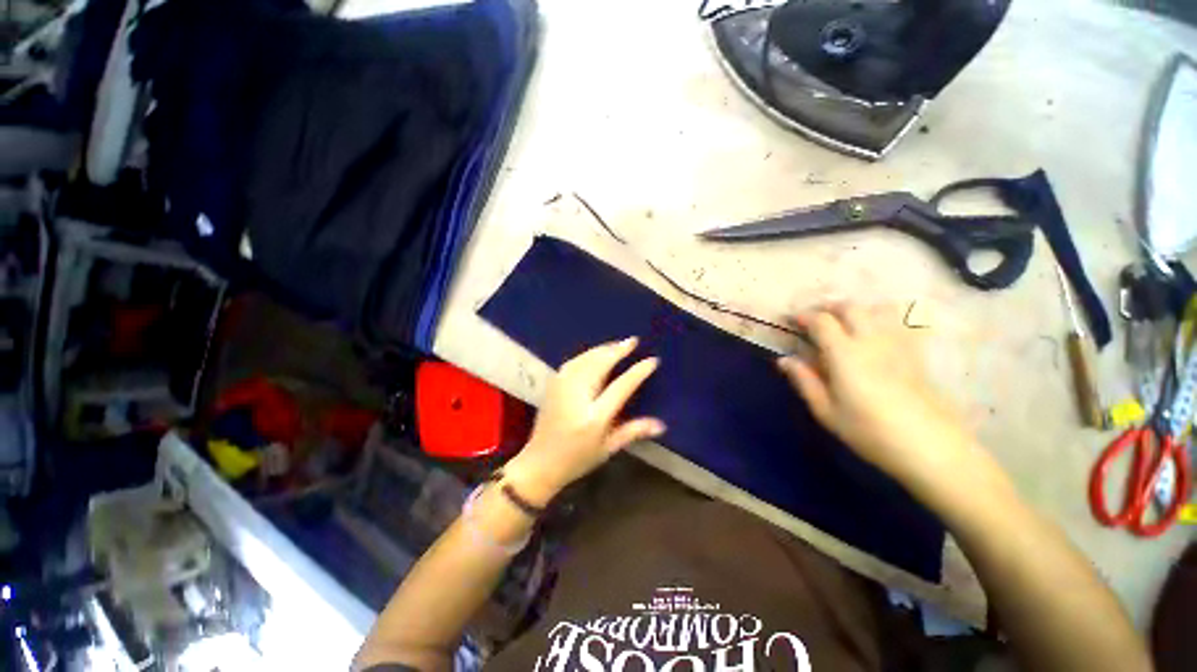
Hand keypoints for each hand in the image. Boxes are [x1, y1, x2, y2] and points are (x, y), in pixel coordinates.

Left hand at [504, 338, 665, 504]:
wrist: (539, 463)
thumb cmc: (578, 459)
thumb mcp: (608, 448)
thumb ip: (633, 431)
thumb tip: (661, 425)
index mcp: (594, 417)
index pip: (620, 387)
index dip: (637, 372)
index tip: (651, 360)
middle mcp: (577, 397)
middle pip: (599, 365)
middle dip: (617, 350)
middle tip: (633, 341)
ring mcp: (562, 388)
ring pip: (585, 359)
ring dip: (603, 349)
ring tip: (618, 344)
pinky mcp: (553, 385)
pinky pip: (573, 362)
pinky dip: (587, 354)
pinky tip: (595, 353)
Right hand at [777, 304, 977, 482]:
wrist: (931, 447)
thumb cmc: (870, 431)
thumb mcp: (826, 411)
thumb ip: (804, 381)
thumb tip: (783, 360)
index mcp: (845, 354)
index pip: (822, 321)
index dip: (804, 316)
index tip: (792, 320)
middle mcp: (871, 340)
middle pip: (850, 307)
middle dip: (828, 307)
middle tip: (815, 318)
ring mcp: (898, 344)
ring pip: (876, 309)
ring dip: (855, 309)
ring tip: (843, 320)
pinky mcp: (916, 353)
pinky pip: (898, 322)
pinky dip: (880, 318)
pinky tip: (874, 332)